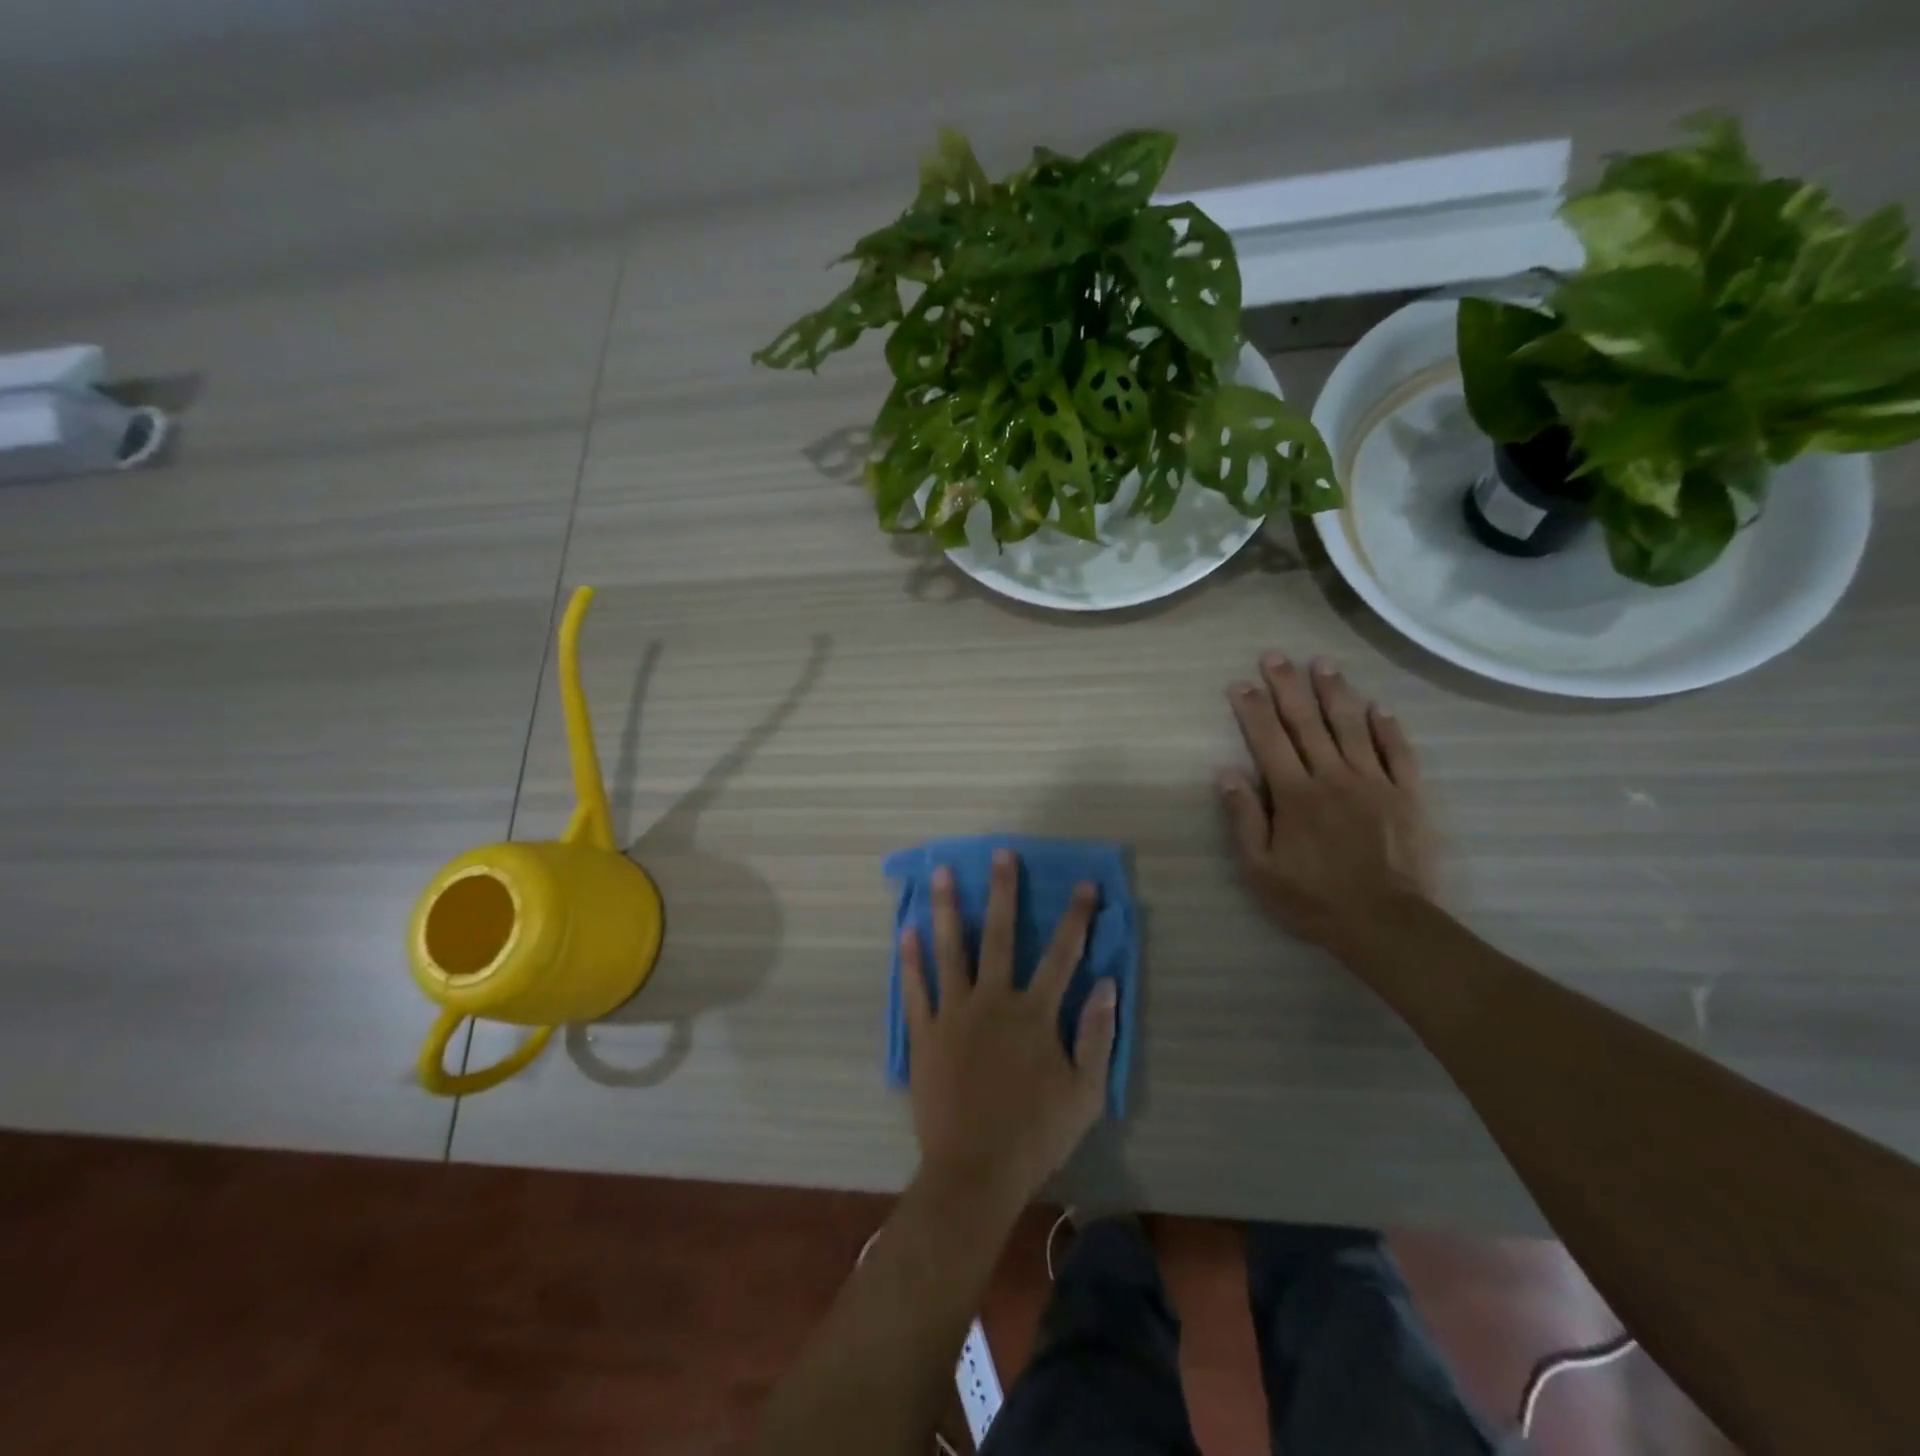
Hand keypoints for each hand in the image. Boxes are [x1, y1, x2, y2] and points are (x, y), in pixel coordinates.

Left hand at [902, 852, 1116, 1205]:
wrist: (974, 1172)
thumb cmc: (1036, 1134)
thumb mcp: (1085, 1093)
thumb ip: (1097, 1036)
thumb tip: (1108, 984)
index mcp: (1035, 1014)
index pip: (1062, 954)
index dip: (1076, 917)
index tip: (1085, 884)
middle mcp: (993, 1001)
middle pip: (999, 935)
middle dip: (1003, 891)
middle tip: (1000, 853)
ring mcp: (954, 1014)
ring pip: (950, 950)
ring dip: (946, 908)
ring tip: (941, 871)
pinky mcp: (925, 1033)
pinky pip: (915, 989)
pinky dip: (910, 960)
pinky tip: (905, 931)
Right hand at [1219, 654, 1435, 953]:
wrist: (1385, 923)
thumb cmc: (1313, 899)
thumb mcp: (1260, 869)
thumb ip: (1244, 818)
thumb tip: (1226, 773)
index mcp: (1294, 795)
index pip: (1268, 740)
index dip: (1252, 709)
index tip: (1239, 683)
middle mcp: (1332, 777)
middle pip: (1307, 722)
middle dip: (1287, 686)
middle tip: (1275, 656)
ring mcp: (1373, 783)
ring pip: (1351, 727)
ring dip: (1335, 692)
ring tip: (1323, 663)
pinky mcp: (1406, 795)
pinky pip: (1398, 753)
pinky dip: (1388, 728)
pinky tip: (1379, 707)